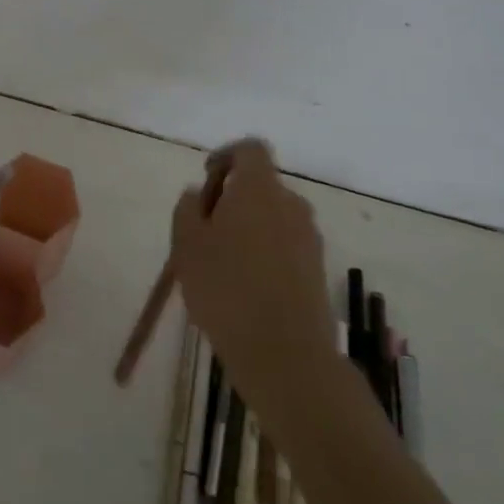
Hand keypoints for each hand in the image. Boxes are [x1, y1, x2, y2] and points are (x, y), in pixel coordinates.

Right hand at [168, 139, 338, 416]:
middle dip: (231, 200)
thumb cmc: (226, 288)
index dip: (225, 156)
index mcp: (260, 189)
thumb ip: (188, 209)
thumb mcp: (186, 244)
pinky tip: (243, 287)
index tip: (205, 180)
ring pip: (272, 218)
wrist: (285, 353)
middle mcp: (291, 204)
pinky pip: (284, 245)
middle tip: (202, 232)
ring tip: (219, 265)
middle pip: (260, 185)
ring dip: (247, 228)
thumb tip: (198, 194)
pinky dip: (264, 253)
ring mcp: (310, 238)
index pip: (250, 150)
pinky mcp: (317, 269)